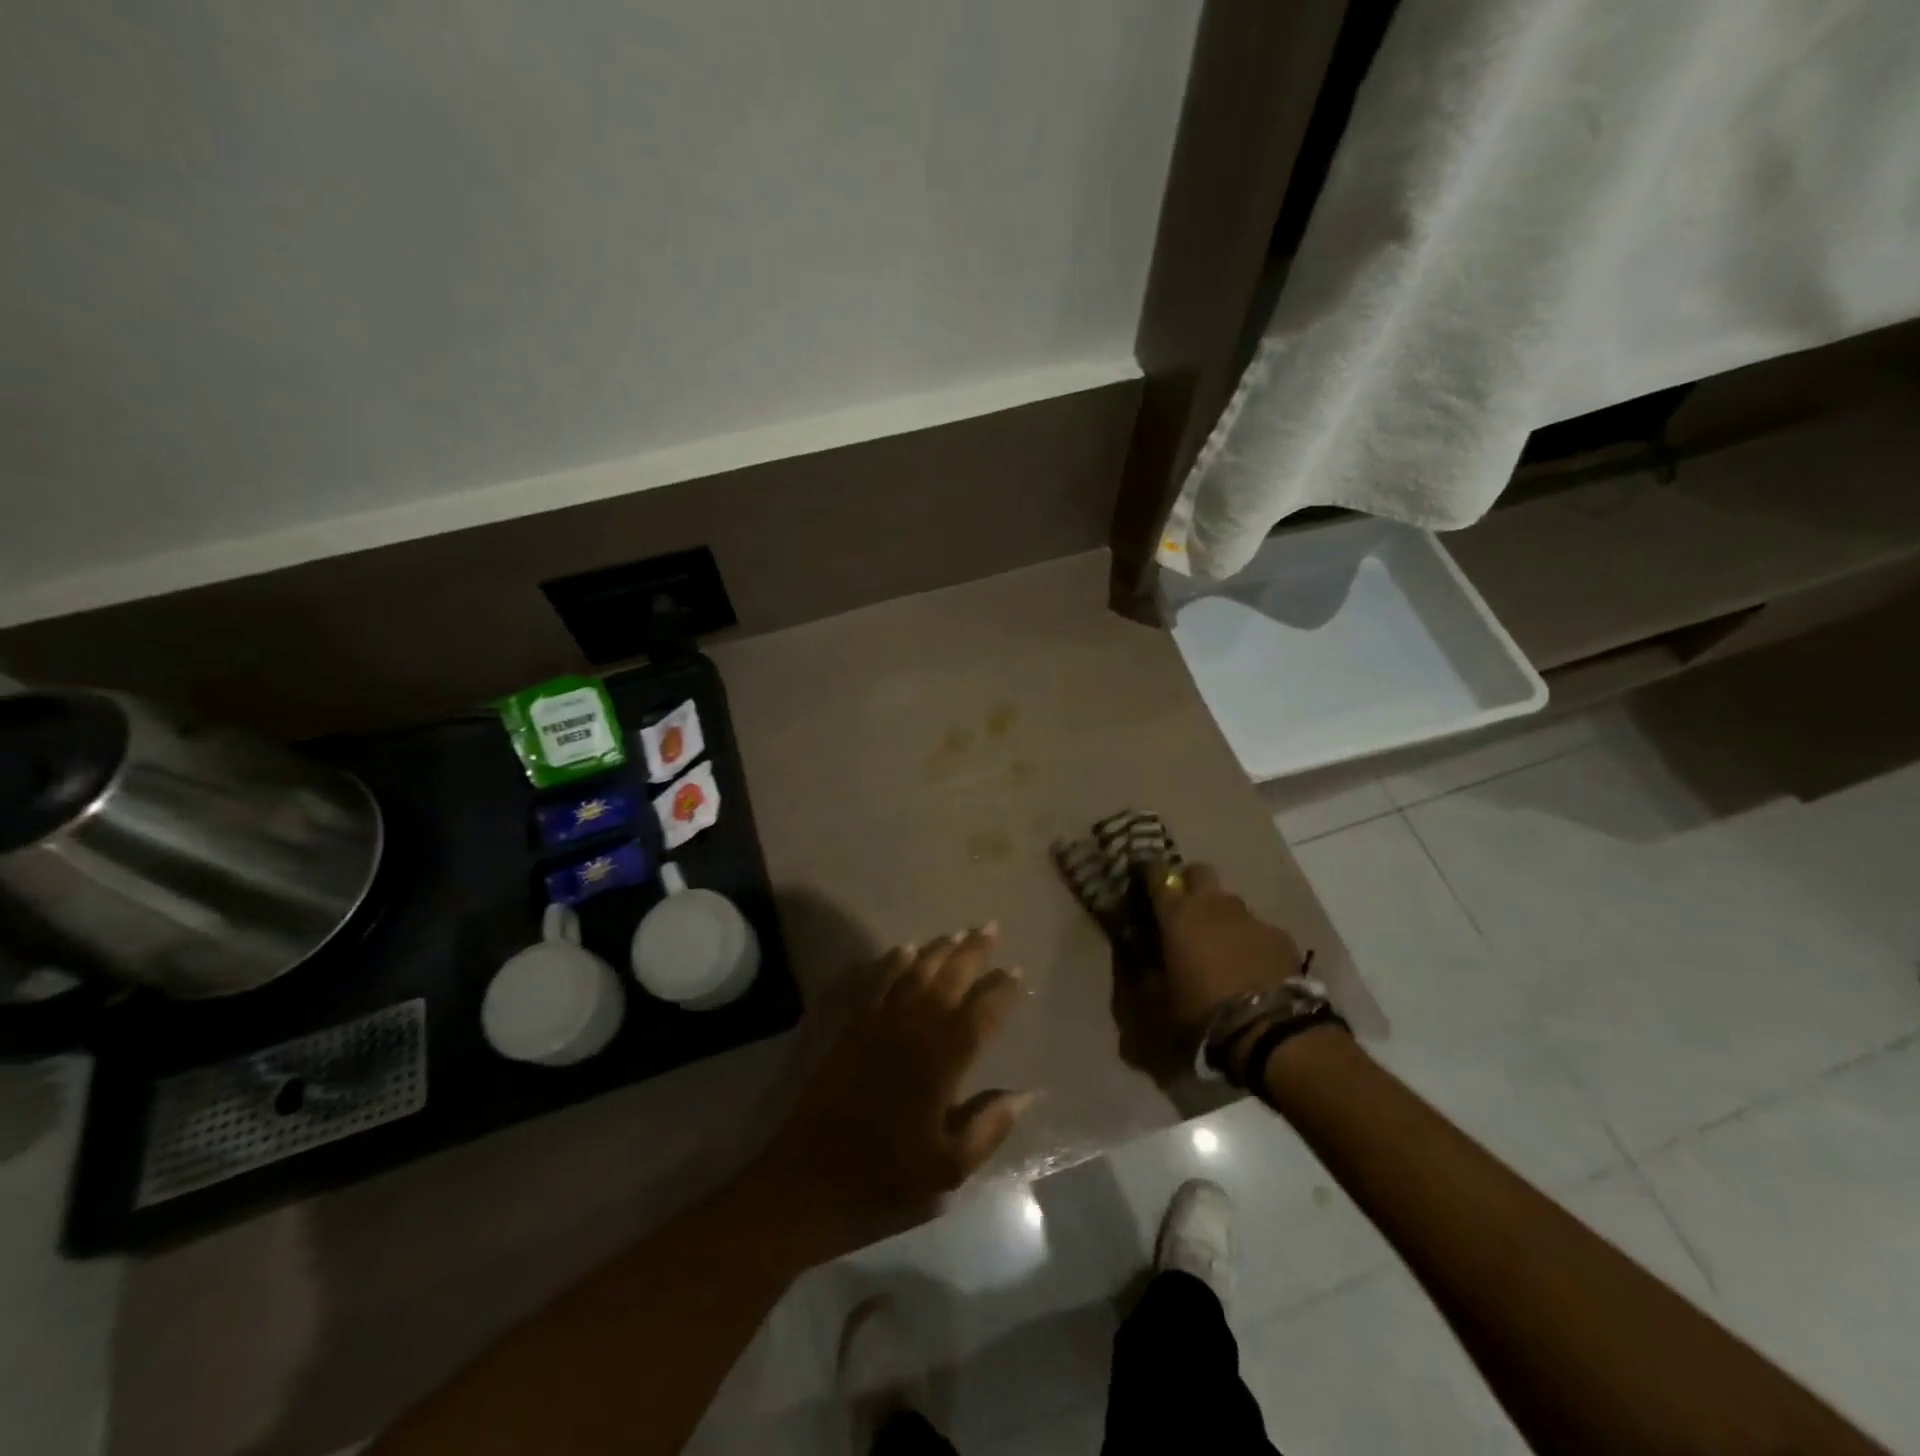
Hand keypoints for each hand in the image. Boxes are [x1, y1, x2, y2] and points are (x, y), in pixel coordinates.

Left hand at [760, 926, 1032, 1251]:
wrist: (811, 1180)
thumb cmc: (886, 1179)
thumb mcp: (949, 1169)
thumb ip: (988, 1127)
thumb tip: (1026, 1094)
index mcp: (941, 1063)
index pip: (980, 1015)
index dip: (1001, 991)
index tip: (1017, 970)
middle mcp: (913, 1032)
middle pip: (948, 980)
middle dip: (972, 951)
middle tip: (991, 926)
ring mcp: (879, 1025)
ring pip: (914, 973)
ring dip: (938, 950)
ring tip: (957, 932)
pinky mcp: (852, 1028)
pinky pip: (877, 982)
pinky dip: (893, 962)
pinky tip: (904, 949)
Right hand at [1112, 864, 1301, 1081]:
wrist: (1268, 1027)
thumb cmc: (1202, 1011)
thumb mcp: (1162, 998)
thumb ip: (1149, 972)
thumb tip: (1143, 961)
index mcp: (1178, 914)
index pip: (1157, 875)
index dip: (1151, 874)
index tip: (1146, 882)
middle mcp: (1213, 905)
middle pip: (1200, 872)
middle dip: (1192, 883)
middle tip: (1188, 910)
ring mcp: (1250, 917)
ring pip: (1232, 902)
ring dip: (1224, 917)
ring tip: (1224, 947)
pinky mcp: (1280, 935)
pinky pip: (1259, 929)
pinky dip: (1253, 941)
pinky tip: (1255, 968)